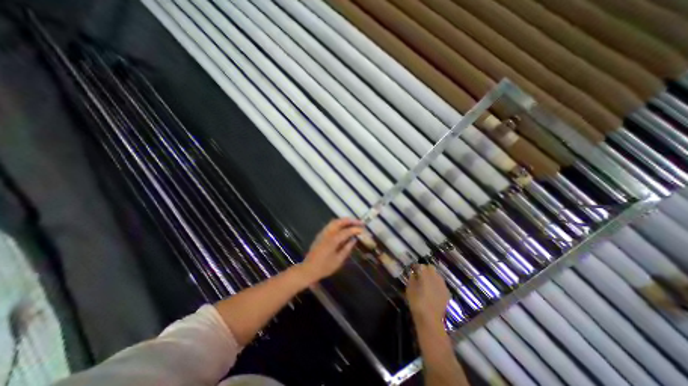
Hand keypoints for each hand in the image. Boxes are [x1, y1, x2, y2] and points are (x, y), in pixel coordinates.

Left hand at [301, 218, 365, 284]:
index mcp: (333, 240)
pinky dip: (339, 224)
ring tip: (353, 223)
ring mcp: (323, 233)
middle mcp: (327, 233)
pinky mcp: (320, 235)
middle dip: (350, 221)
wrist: (308, 269)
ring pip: (334, 222)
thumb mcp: (338, 260)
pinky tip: (343, 228)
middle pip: (339, 222)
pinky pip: (331, 225)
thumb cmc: (325, 267)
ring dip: (344, 221)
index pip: (347, 231)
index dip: (356, 229)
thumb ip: (347, 249)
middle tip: (359, 222)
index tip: (363, 230)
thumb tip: (353, 240)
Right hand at [407, 267, 452, 326]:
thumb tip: (413, 273)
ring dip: (432, 276)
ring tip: (426, 282)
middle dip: (425, 269)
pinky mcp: (446, 293)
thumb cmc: (416, 303)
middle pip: (431, 268)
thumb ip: (412, 279)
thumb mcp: (409, 289)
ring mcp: (442, 285)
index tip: (412, 270)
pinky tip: (432, 290)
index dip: (416, 267)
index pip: (421, 266)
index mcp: (425, 275)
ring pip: (437, 275)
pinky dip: (436, 284)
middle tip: (419, 275)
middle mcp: (435, 277)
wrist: (430, 319)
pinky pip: (441, 284)